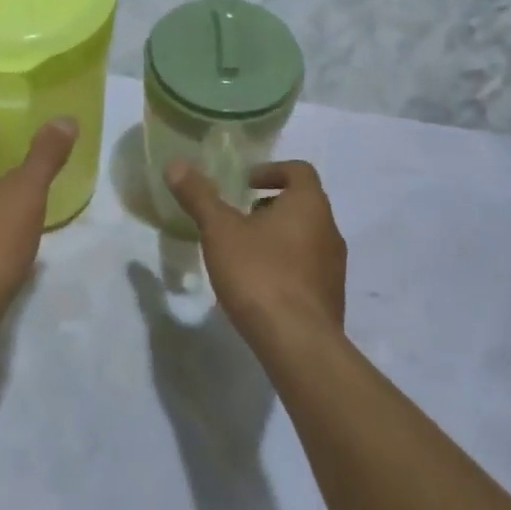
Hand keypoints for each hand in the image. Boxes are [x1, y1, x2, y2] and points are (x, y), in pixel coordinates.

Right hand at [163, 160, 346, 338]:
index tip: (244, 184)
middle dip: (270, 206)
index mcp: (309, 205)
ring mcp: (334, 267)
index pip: (299, 170)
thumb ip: (200, 197)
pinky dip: (284, 266)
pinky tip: (257, 285)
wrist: (298, 344)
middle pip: (302, 204)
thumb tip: (177, 165)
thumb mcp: (220, 231)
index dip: (271, 170)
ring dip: (277, 237)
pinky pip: (307, 269)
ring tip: (243, 252)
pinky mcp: (330, 298)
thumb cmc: (259, 274)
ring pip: (306, 238)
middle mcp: (329, 230)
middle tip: (238, 217)